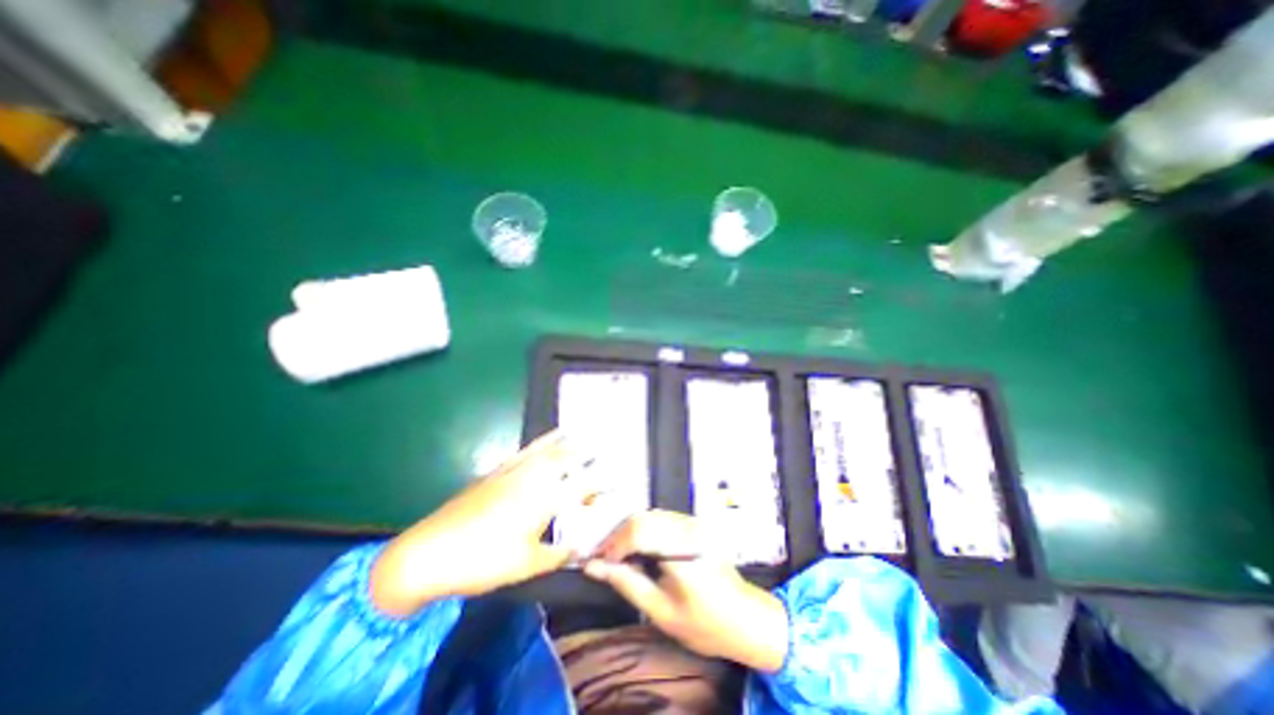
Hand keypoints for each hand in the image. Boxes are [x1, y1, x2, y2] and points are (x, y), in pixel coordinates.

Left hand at [367, 433, 589, 617]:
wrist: (429, 552)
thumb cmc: (481, 562)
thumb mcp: (525, 566)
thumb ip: (557, 555)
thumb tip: (579, 548)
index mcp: (543, 500)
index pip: (581, 487)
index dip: (601, 484)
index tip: (618, 480)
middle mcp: (533, 479)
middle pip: (566, 458)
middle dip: (587, 448)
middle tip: (603, 438)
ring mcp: (513, 471)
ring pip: (547, 449)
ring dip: (567, 438)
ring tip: (580, 429)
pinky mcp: (497, 471)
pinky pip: (527, 449)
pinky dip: (542, 440)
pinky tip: (546, 438)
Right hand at [585, 512, 786, 671]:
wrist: (746, 618)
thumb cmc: (704, 624)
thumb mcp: (660, 611)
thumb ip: (626, 583)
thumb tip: (593, 566)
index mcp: (683, 550)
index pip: (639, 531)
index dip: (613, 544)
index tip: (598, 562)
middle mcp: (689, 528)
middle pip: (643, 518)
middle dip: (619, 537)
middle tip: (604, 560)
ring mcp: (694, 523)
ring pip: (651, 515)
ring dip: (630, 532)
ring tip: (619, 556)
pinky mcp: (695, 524)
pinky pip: (662, 519)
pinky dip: (644, 530)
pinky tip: (639, 549)